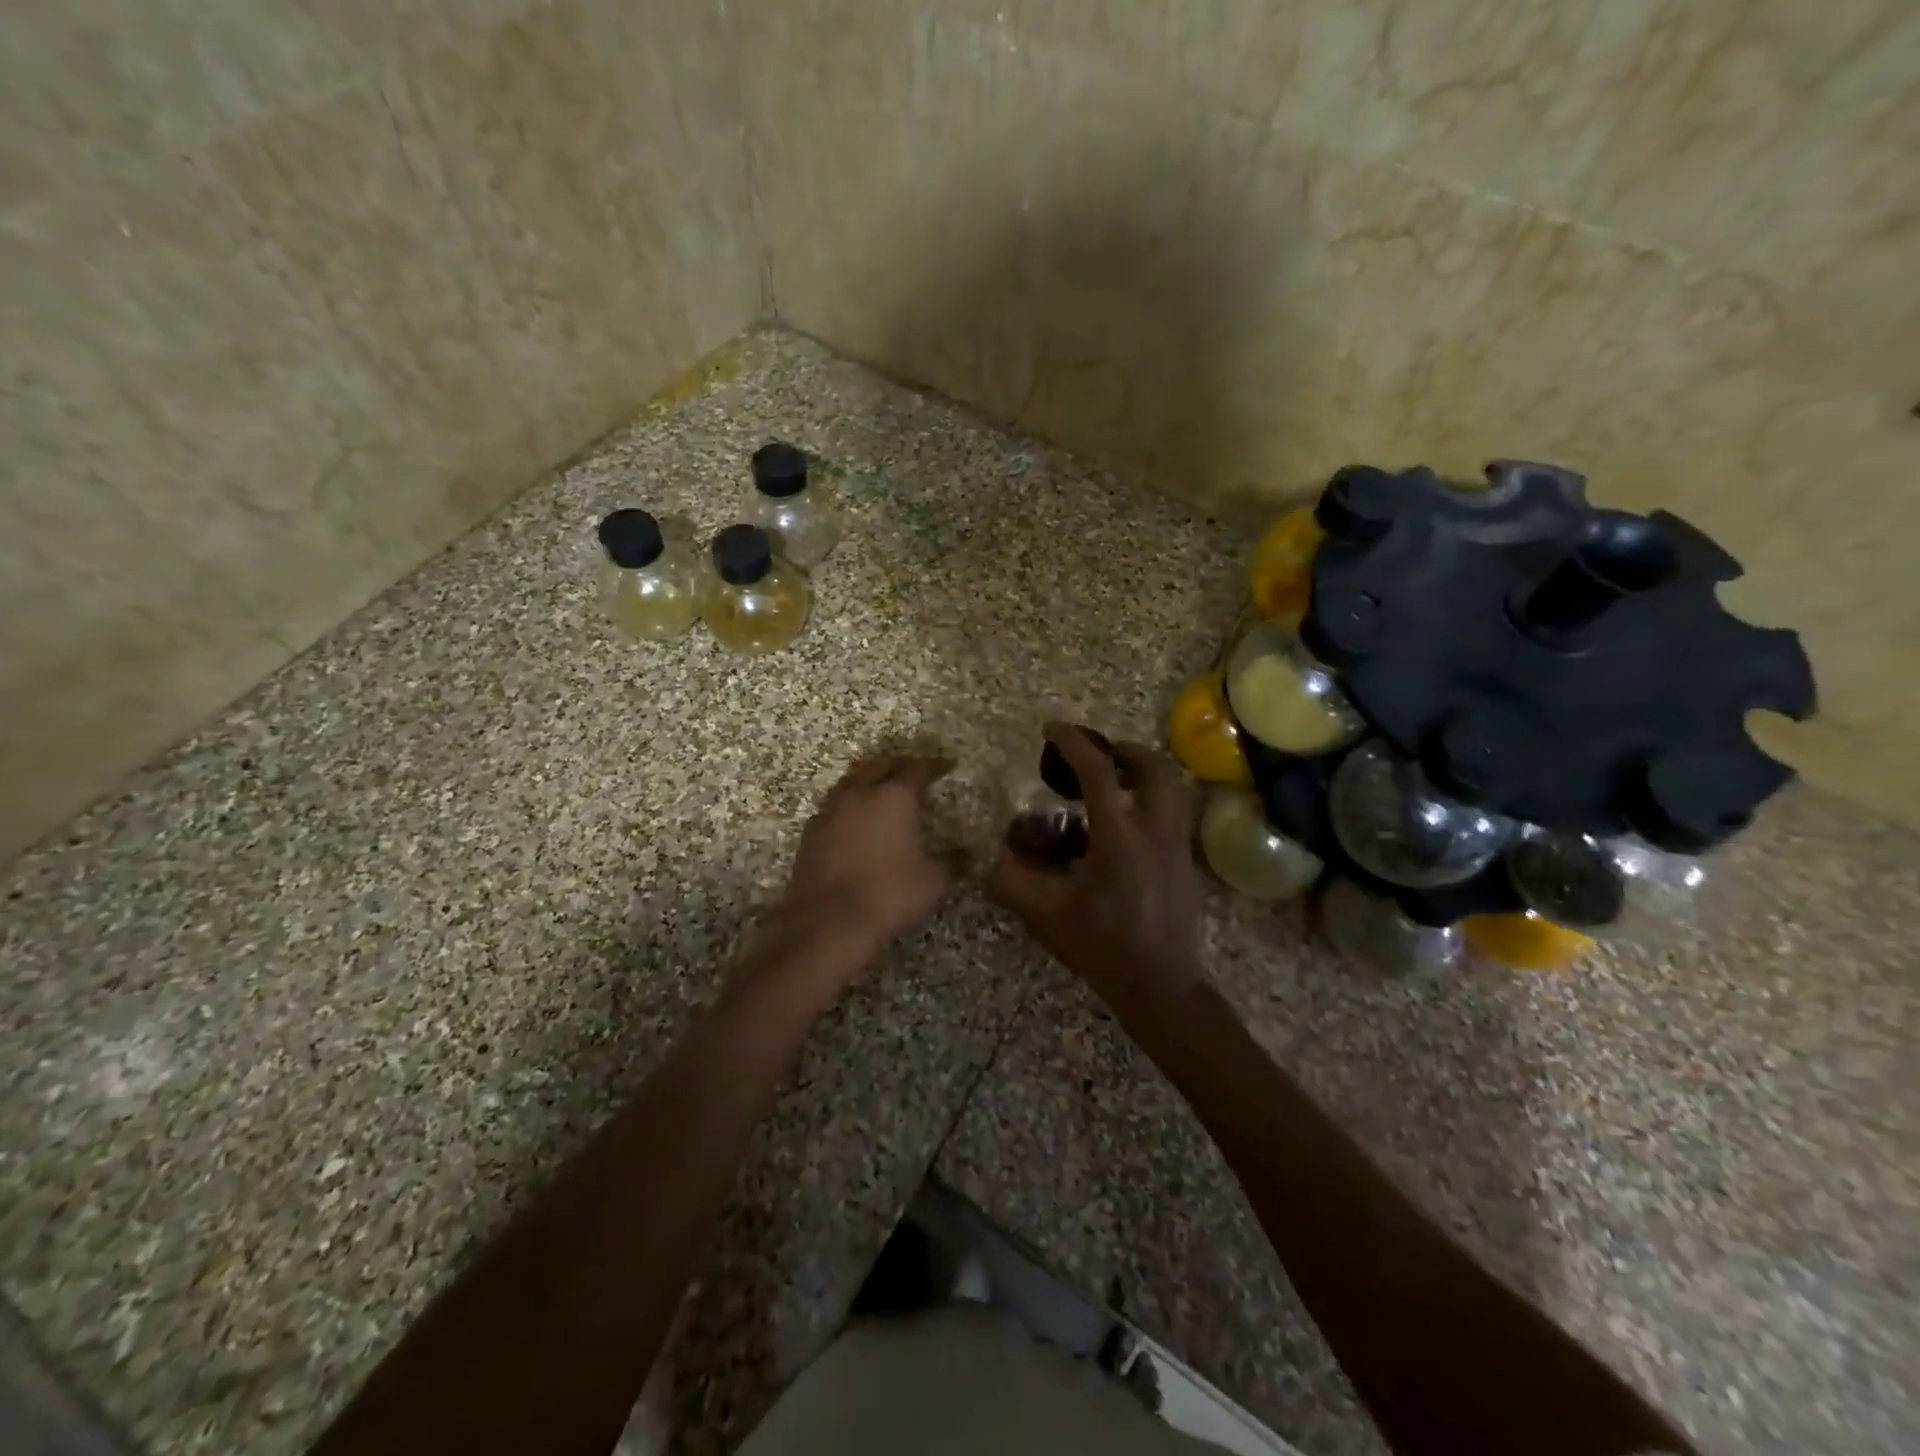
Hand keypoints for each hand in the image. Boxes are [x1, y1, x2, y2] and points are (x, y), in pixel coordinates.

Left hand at [772, 752, 960, 962]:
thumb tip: (968, 852)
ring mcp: (831, 810)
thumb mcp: (933, 882)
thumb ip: (953, 861)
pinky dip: (850, 806)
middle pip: (880, 765)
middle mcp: (860, 793)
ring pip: (853, 781)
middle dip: (899, 766)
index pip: (917, 768)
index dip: (934, 765)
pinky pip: (834, 806)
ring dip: (870, 781)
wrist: (827, 922)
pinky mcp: (811, 831)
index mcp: (894, 796)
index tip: (946, 767)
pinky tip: (856, 822)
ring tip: (883, 793)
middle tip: (914, 775)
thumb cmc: (889, 895)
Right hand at [989, 723, 1205, 1007]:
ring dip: (1142, 771)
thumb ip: (1011, 882)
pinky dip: (1151, 798)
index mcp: (1119, 836)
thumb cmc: (1102, 947)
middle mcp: (1155, 830)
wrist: (1162, 985)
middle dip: (1123, 749)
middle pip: (1153, 766)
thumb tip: (987, 857)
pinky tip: (1125, 824)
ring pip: (1171, 786)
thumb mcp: (1046, 915)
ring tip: (1113, 781)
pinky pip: (1172, 811)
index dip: (1073, 743)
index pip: (1098, 771)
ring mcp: (1176, 844)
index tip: (1053, 728)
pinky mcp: (1186, 861)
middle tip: (1096, 754)